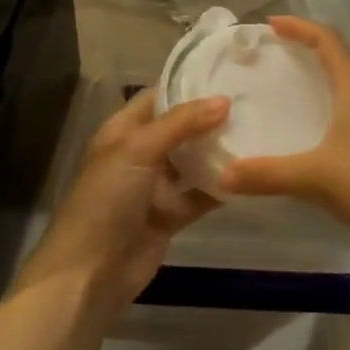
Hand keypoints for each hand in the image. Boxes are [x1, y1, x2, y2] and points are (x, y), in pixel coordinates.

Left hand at [16, 89, 229, 318]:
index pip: (158, 98)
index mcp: (123, 130)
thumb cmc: (107, 198)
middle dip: (210, 119)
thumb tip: (224, 100)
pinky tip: (251, 175)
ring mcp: (155, 186)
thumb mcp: (139, 149)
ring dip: (218, 152)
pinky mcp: (170, 216)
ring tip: (258, 132)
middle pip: (180, 129)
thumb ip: (182, 123)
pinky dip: (221, 187)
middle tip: (252, 104)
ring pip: (192, 162)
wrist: (90, 272)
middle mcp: (139, 154)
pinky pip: (199, 195)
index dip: (188, 86)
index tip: (227, 76)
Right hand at [218, 16, 349, 254]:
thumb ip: (266, 174)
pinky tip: (320, 119)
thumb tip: (222, 175)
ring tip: (294, 79)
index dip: (299, 27)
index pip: (327, 40)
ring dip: (324, 69)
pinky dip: (334, 94)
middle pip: (340, 53)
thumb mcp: (313, 176)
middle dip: (308, 44)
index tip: (270, 24)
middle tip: (276, 49)